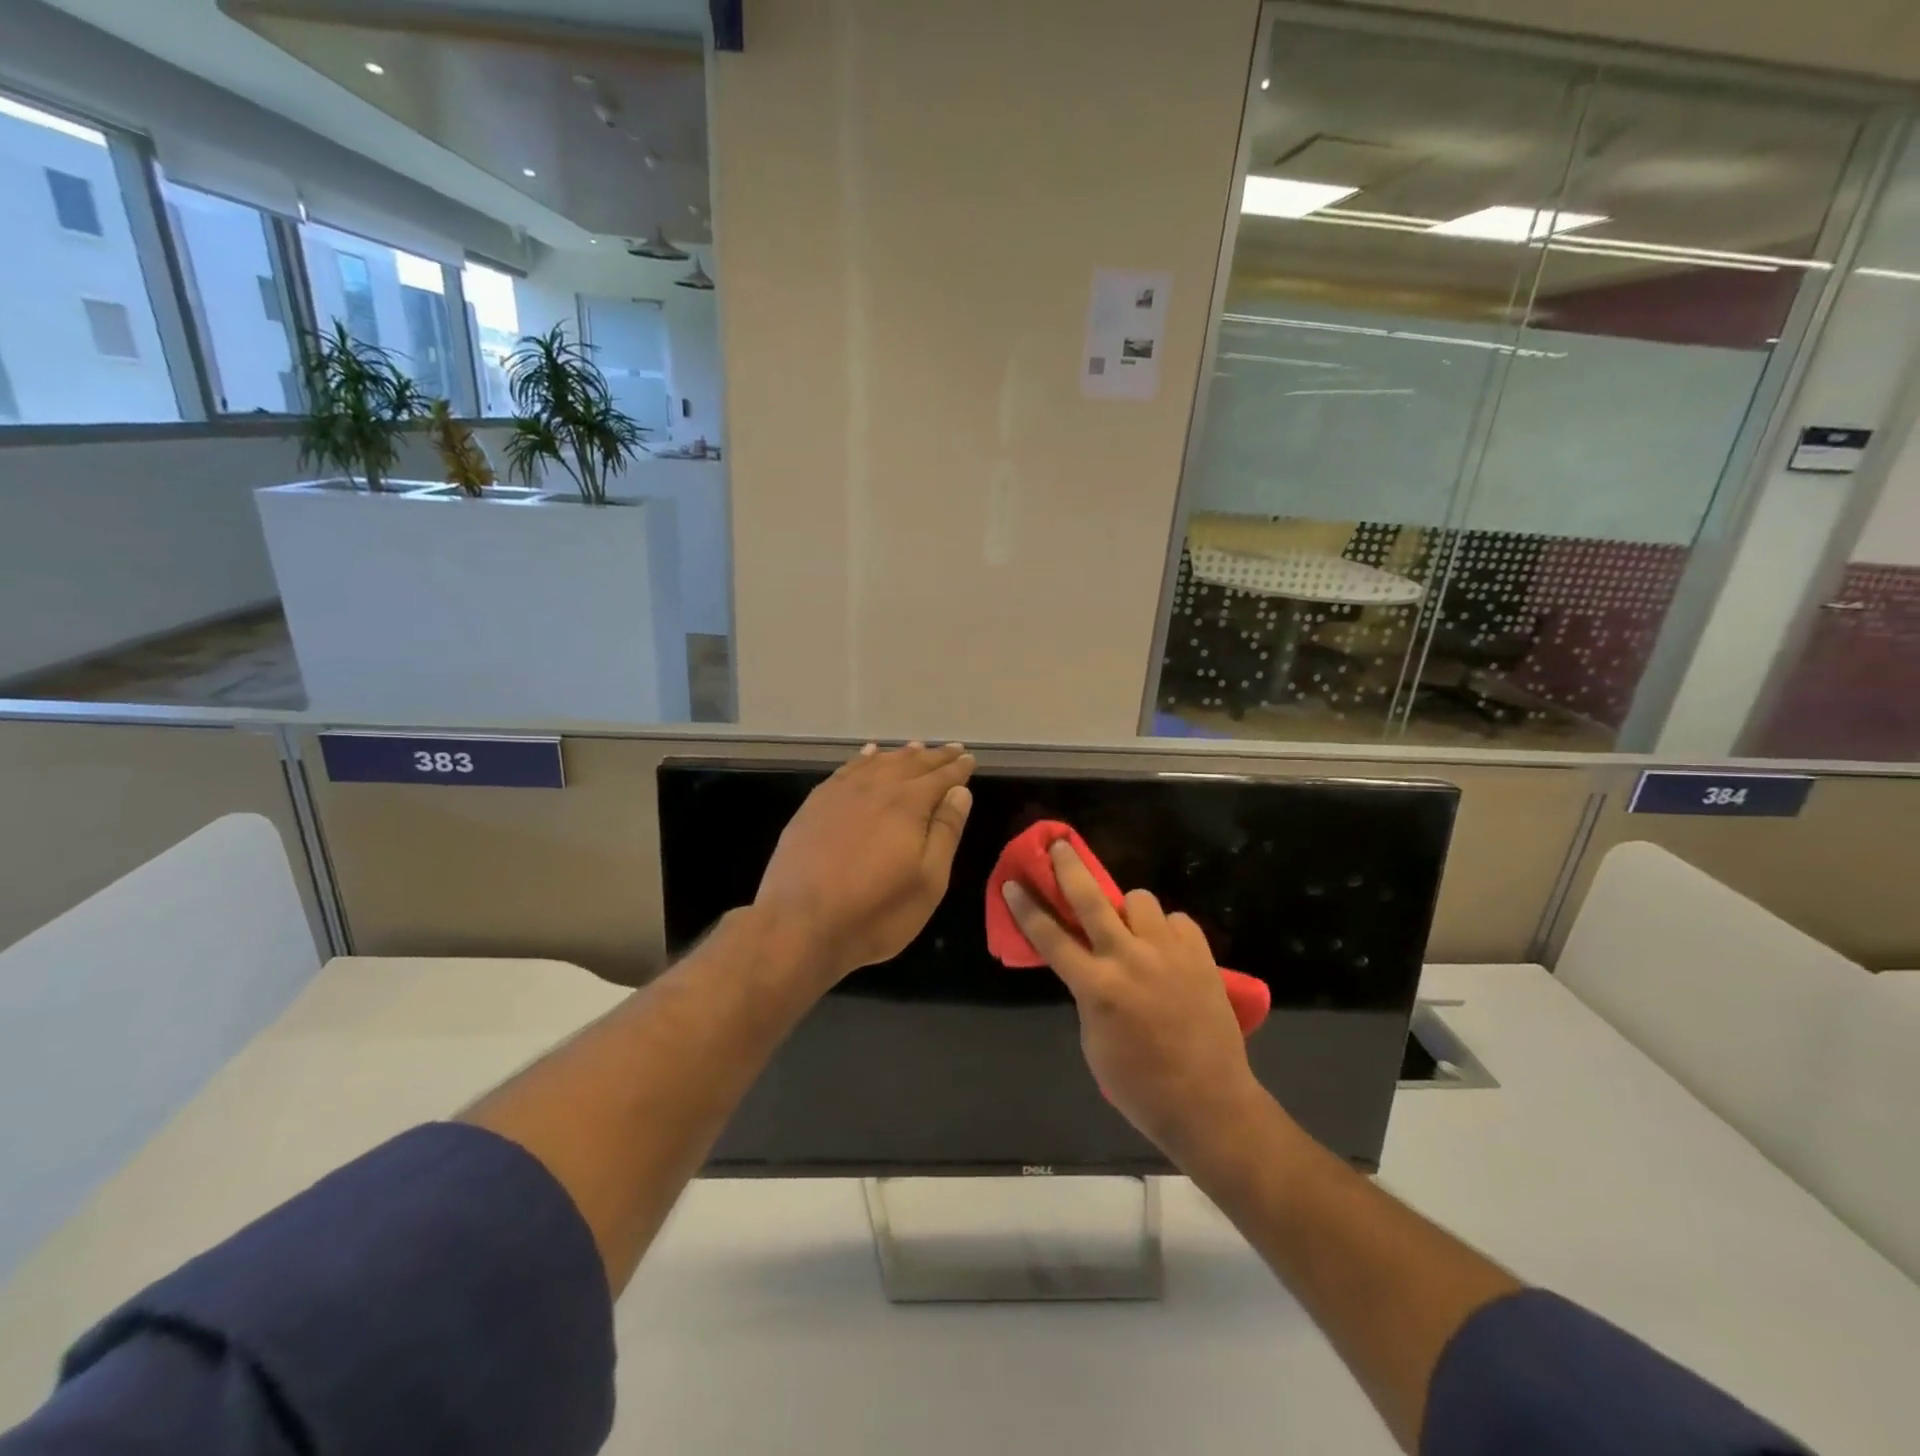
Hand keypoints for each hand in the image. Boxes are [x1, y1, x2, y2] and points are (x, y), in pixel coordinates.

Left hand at [755, 742, 974, 982]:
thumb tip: (960, 792)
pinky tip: (869, 754)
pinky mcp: (815, 804)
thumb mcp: (927, 881)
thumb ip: (945, 831)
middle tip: (953, 749)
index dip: (958, 768)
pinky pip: (847, 769)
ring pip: (878, 762)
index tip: (970, 758)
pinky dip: (864, 758)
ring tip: (917, 748)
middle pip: (911, 764)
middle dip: (935, 757)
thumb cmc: (875, 911)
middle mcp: (876, 787)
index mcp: (908, 804)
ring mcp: (841, 793)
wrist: (798, 925)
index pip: (940, 778)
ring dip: (901, 755)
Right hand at [1003, 840, 1263, 1165]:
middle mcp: (1129, 959)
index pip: (1050, 937)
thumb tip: (1090, 964)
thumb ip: (1088, 993)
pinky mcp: (1201, 955)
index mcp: (1096, 987)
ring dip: (1129, 910)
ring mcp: (1168, 953)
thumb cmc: (1138, 1084)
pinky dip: (1167, 930)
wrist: (1207, 1101)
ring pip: (1140, 901)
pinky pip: (1177, 921)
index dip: (1026, 907)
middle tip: (1059, 845)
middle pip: (1091, 899)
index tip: (1012, 882)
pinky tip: (1167, 950)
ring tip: (1134, 930)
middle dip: (1069, 867)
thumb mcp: (1093, 1041)